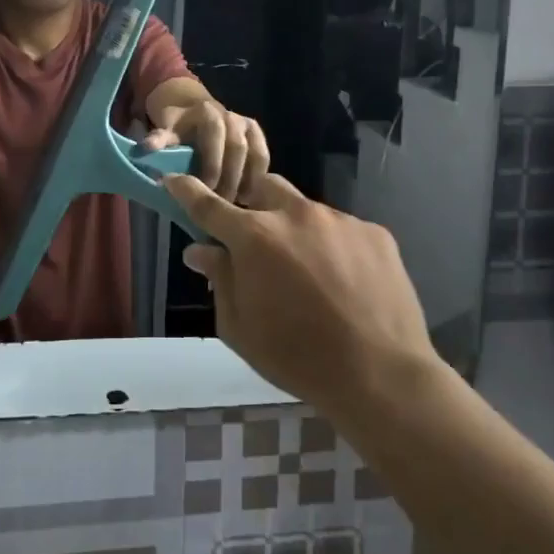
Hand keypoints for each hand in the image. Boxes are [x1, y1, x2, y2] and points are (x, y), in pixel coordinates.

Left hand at [144, 100, 268, 201]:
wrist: (194, 110)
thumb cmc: (177, 126)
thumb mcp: (165, 130)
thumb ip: (158, 139)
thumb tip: (144, 150)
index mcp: (206, 112)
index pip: (213, 136)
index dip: (212, 163)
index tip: (207, 189)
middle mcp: (229, 115)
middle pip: (236, 147)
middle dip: (230, 176)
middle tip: (223, 203)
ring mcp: (245, 123)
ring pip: (253, 153)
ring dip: (247, 179)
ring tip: (238, 204)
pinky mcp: (256, 134)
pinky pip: (262, 156)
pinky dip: (258, 176)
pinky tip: (250, 198)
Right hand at [163, 172, 438, 418]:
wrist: (381, 375)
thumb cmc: (297, 358)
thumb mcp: (240, 328)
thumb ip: (219, 279)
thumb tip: (201, 250)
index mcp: (254, 237)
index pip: (208, 204)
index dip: (186, 190)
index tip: (172, 178)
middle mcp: (295, 214)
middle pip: (263, 188)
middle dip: (253, 205)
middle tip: (256, 239)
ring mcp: (339, 220)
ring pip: (305, 210)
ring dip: (295, 230)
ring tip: (308, 272)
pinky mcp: (374, 233)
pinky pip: (343, 229)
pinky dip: (333, 247)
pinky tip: (344, 283)